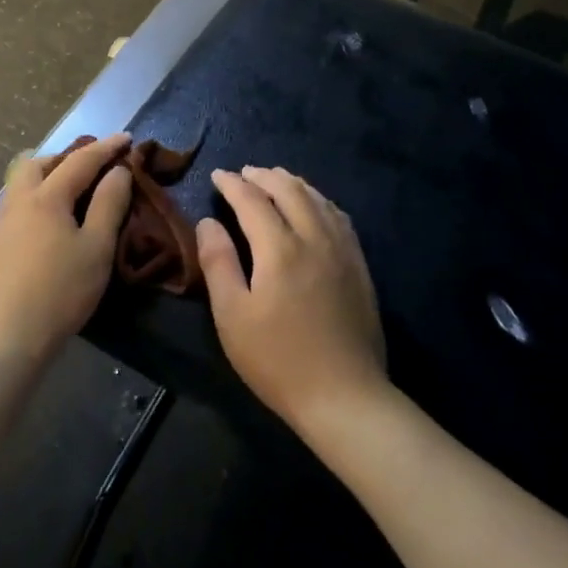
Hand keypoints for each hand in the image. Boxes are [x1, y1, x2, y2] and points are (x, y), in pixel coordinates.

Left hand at [0, 133, 133, 361]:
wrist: (7, 337)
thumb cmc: (60, 291)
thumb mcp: (97, 248)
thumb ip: (109, 204)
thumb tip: (118, 171)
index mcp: (46, 198)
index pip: (80, 161)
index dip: (106, 148)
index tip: (126, 138)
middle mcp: (17, 203)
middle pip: (37, 164)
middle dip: (65, 157)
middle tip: (91, 166)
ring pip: (20, 186)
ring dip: (46, 179)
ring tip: (70, 194)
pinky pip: (15, 211)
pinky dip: (35, 204)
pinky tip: (46, 229)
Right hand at [197, 167, 387, 435]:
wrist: (344, 396)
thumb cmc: (277, 359)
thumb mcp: (232, 316)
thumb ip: (218, 262)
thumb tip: (207, 222)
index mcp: (280, 249)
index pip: (252, 201)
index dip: (232, 184)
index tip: (217, 175)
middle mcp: (315, 238)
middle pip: (290, 191)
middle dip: (264, 176)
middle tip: (244, 172)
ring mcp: (343, 251)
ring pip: (318, 199)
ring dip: (294, 183)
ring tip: (276, 179)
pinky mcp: (360, 267)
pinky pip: (340, 217)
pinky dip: (320, 200)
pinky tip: (315, 206)